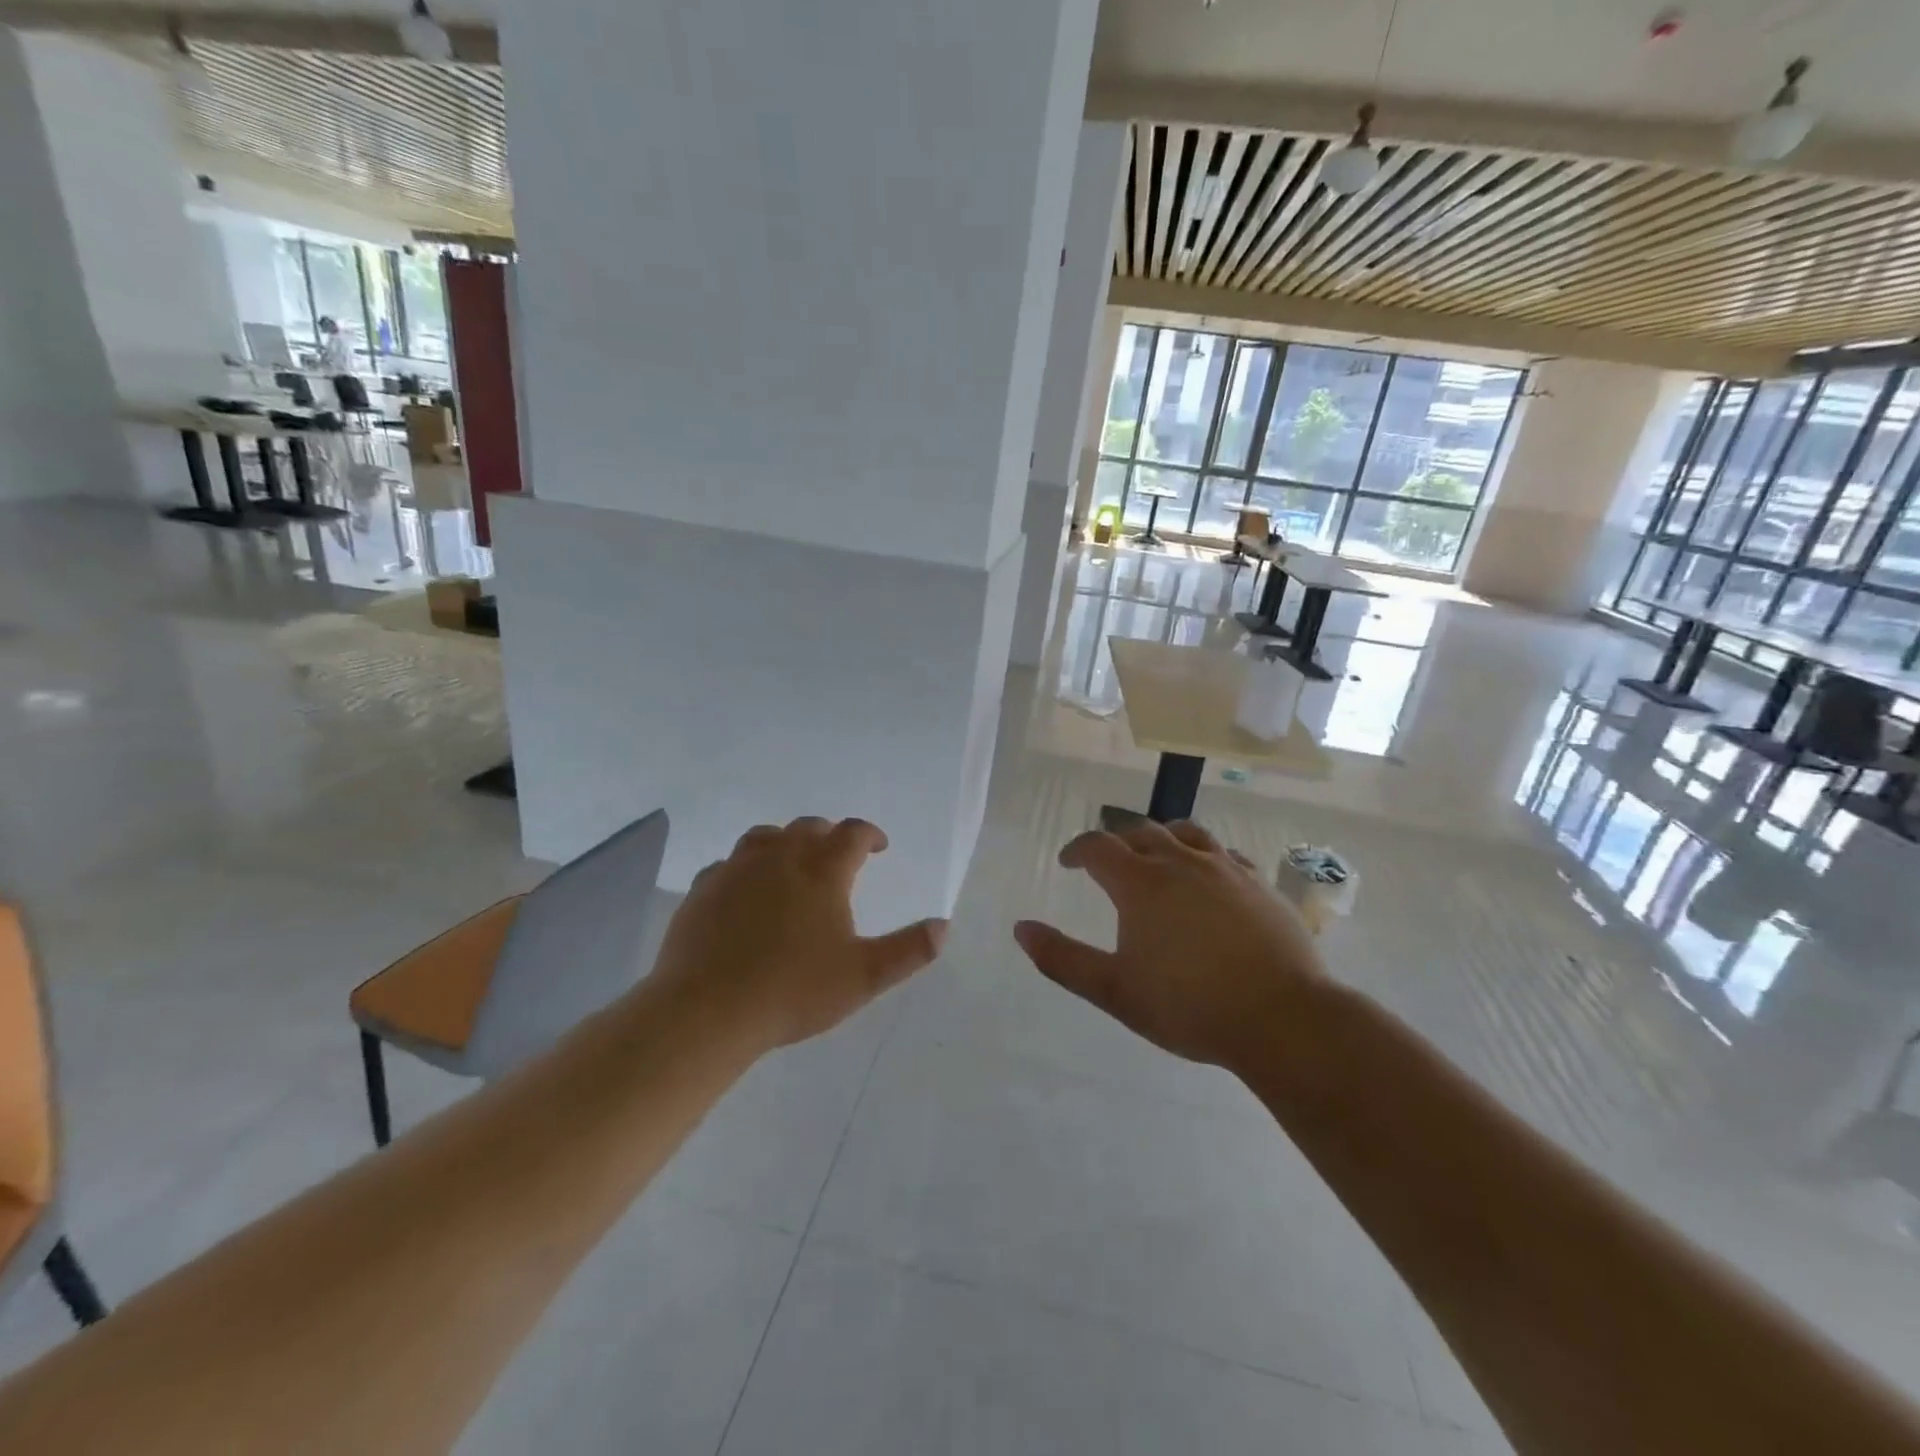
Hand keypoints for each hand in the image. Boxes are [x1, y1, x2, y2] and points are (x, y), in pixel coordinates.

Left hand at [650, 817, 946, 1051]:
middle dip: (829, 835)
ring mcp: (736, 869)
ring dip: (785, 842)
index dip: (870, 835)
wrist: (707, 1010)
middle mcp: (780, 857)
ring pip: (765, 837)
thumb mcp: (863, 976)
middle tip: (838, 855)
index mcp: (822, 870)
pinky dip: (745, 869)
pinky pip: (729, 865)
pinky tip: (745, 892)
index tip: (879, 847)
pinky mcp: (703, 890)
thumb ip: (908, 950)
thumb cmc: (793, 990)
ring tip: (792, 862)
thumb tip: (943, 927)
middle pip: (808, 828)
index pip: (852, 834)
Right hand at [1013, 821, 1327, 1069]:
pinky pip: (1225, 854)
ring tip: (1157, 856)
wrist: (1283, 1018)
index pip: (1098, 846)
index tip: (1068, 863)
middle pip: (1141, 831)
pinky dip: (1205, 857)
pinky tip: (1209, 878)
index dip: (1078, 849)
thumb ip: (1063, 959)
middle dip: (1118, 841)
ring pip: (1187, 832)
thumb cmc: (1190, 1006)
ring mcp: (1226, 868)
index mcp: (1141, 883)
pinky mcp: (1260, 884)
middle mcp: (1181, 862)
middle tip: (1109, 862)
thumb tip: (1021, 929)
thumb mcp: (1114, 991)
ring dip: (1163, 837)